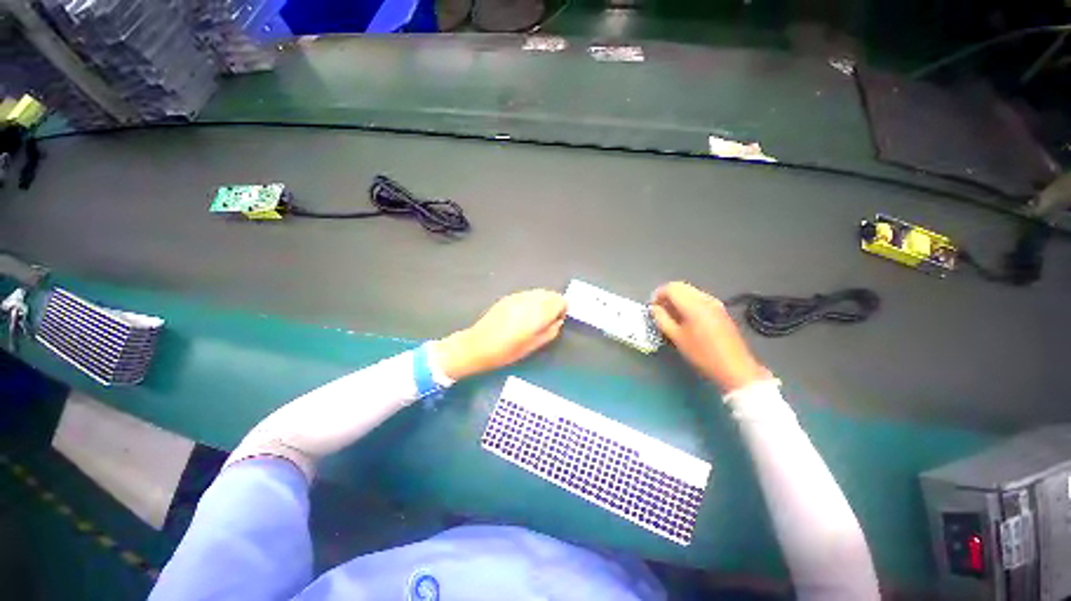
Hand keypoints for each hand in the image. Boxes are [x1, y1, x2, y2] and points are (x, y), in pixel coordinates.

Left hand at [435, 289, 566, 379]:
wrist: (478, 345)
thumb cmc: (507, 351)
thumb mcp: (534, 346)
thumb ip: (551, 331)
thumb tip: (558, 321)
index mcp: (538, 313)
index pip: (560, 300)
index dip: (562, 310)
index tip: (556, 320)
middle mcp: (529, 300)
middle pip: (550, 293)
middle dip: (553, 304)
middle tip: (547, 320)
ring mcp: (517, 296)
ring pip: (539, 292)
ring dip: (543, 301)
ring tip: (534, 317)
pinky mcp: (508, 297)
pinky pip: (527, 294)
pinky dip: (531, 301)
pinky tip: (522, 314)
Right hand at [651, 281, 770, 392]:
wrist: (735, 367)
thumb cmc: (702, 354)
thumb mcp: (676, 338)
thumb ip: (662, 319)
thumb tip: (654, 308)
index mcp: (694, 305)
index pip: (671, 288)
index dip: (658, 295)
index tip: (652, 307)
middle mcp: (705, 299)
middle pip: (681, 286)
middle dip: (667, 295)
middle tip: (659, 310)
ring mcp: (715, 303)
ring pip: (690, 291)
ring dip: (677, 298)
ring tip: (671, 315)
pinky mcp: (720, 310)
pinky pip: (699, 298)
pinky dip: (688, 302)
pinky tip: (686, 318)